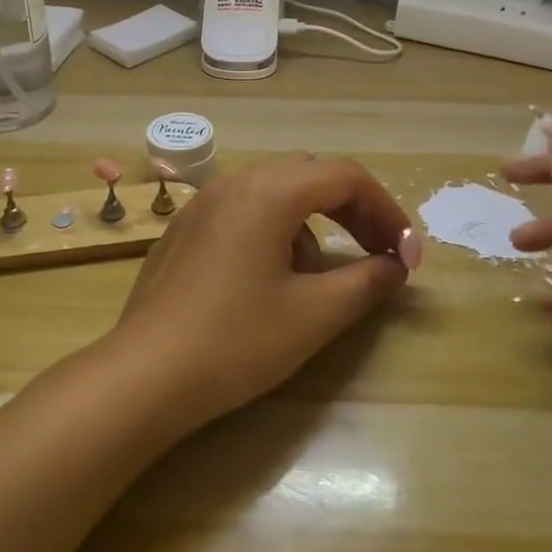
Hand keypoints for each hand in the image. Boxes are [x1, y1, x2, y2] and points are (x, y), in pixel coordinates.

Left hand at [106, 156, 417, 430]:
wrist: (145, 375)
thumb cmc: (236, 341)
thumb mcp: (314, 315)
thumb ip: (366, 282)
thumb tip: (395, 266)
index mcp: (268, 192)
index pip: (346, 176)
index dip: (387, 211)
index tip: (406, 256)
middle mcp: (233, 183)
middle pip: (310, 175)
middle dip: (352, 210)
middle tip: (376, 253)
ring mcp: (202, 204)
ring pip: (274, 192)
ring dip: (311, 223)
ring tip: (316, 278)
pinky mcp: (183, 229)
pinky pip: (242, 211)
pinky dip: (274, 230)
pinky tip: (267, 281)